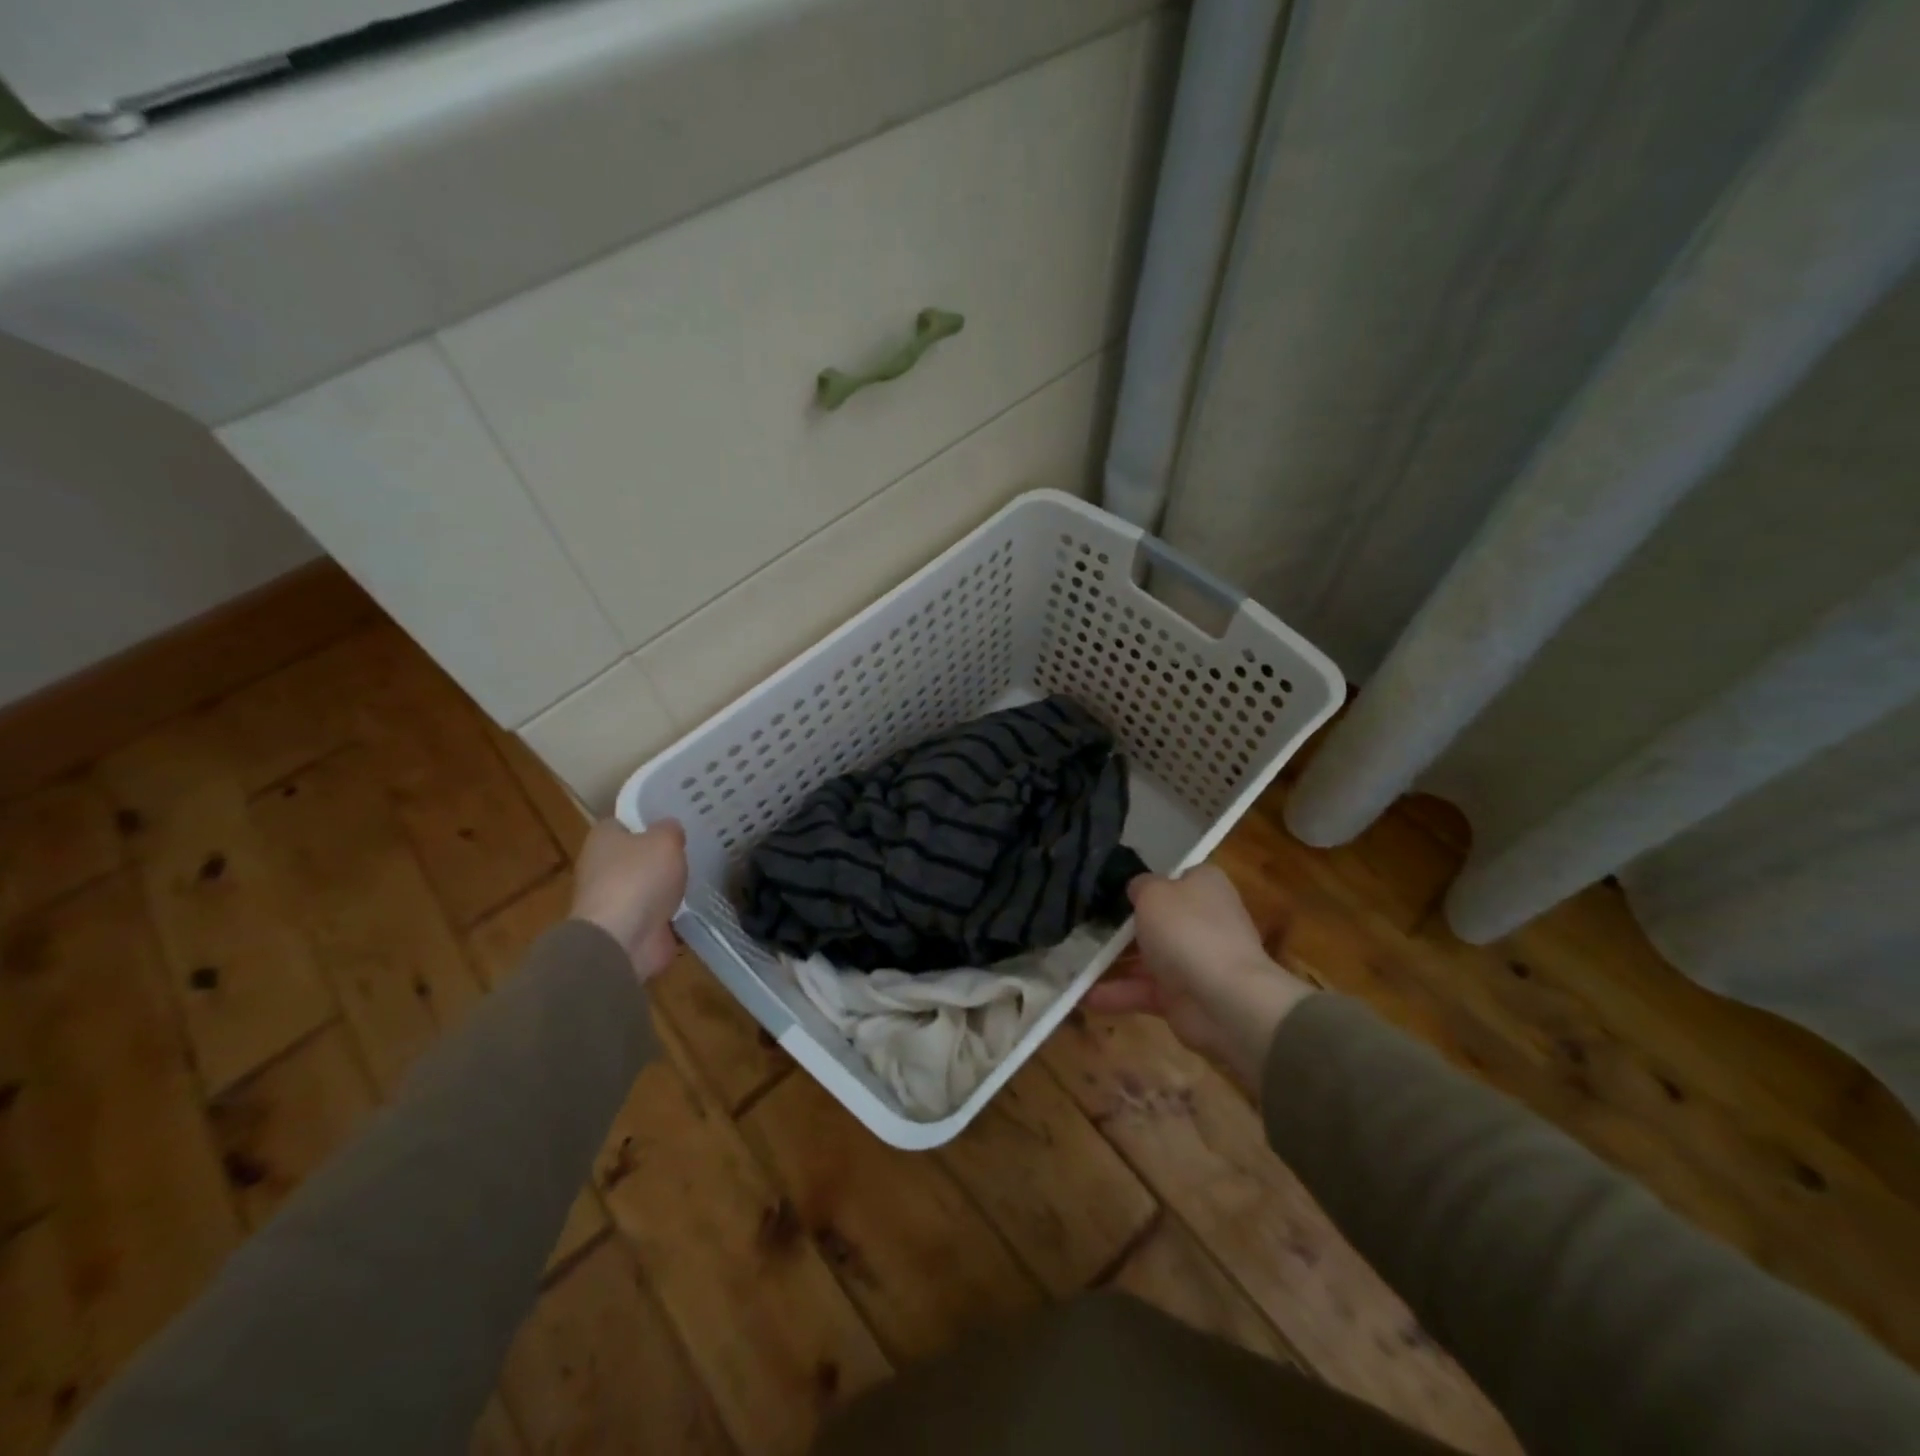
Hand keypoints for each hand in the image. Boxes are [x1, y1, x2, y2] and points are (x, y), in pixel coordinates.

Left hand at [569, 819, 687, 981]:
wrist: (622, 939)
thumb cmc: (638, 878)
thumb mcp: (665, 840)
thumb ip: (670, 830)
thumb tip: (670, 829)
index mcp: (603, 838)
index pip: (625, 822)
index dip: (648, 820)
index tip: (674, 822)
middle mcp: (601, 866)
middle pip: (635, 855)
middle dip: (659, 855)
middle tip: (691, 847)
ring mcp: (613, 900)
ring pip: (646, 885)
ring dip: (666, 886)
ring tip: (698, 875)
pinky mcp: (627, 928)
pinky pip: (654, 913)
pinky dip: (670, 912)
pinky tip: (693, 904)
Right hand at [1083, 864, 1312, 1088]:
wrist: (1225, 1001)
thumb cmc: (1188, 931)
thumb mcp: (1154, 893)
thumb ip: (1139, 885)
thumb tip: (1136, 888)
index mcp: (1204, 886)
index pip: (1172, 877)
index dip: (1143, 882)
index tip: (1108, 888)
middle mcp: (1200, 920)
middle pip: (1155, 919)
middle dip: (1120, 925)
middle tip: (1081, 923)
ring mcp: (1192, 960)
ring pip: (1144, 957)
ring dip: (1111, 961)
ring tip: (1071, 960)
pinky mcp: (1181, 997)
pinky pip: (1142, 990)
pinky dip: (1116, 993)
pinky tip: (1082, 995)